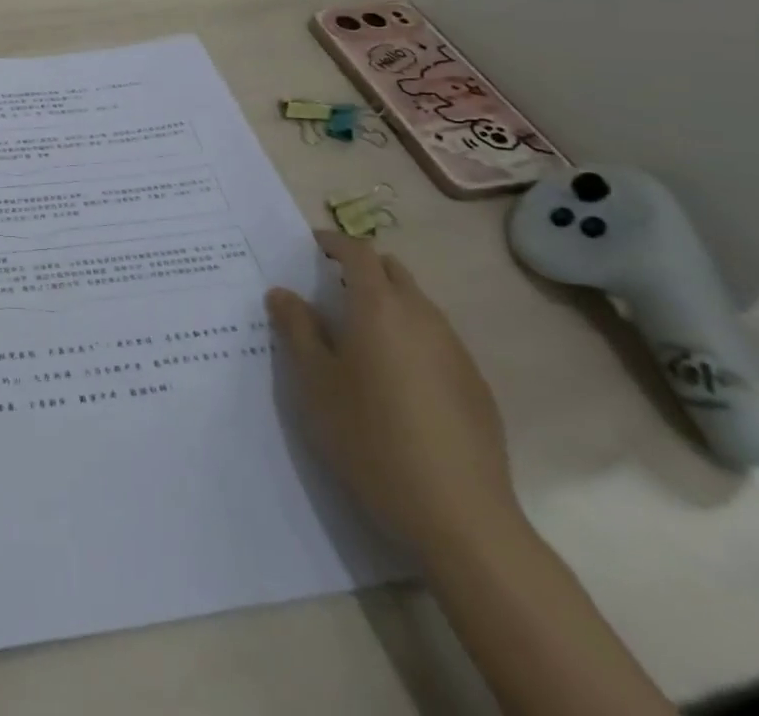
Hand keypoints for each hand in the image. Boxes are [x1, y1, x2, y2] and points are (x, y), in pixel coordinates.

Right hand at [267, 232, 520, 558]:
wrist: (459, 516)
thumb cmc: (370, 438)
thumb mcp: (314, 383)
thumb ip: (296, 329)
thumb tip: (283, 293)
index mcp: (379, 307)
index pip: (358, 252)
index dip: (334, 242)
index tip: (312, 246)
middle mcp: (422, 316)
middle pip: (393, 271)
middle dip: (362, 269)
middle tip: (330, 291)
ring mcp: (455, 351)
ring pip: (418, 305)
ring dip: (388, 304)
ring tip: (359, 339)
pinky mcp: (475, 386)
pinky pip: (437, 340)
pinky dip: (411, 338)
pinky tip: (396, 383)